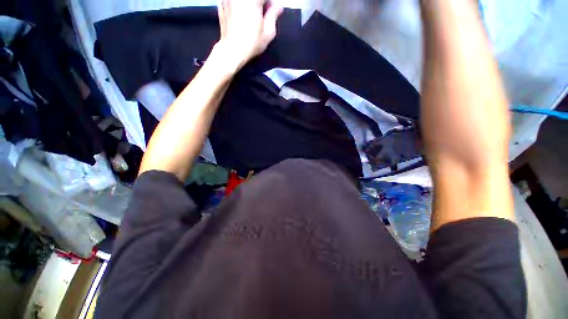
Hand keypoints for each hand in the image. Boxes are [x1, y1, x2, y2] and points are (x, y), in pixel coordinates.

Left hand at [216, 0, 282, 68]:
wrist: (232, 50)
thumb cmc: (251, 43)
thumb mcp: (268, 32)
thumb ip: (274, 15)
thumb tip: (278, 7)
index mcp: (253, 0)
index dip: (271, 3)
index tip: (273, 11)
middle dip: (261, 3)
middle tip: (263, 14)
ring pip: (244, 0)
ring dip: (251, 5)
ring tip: (253, 15)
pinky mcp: (222, 3)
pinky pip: (234, 1)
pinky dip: (240, 5)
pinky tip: (242, 15)